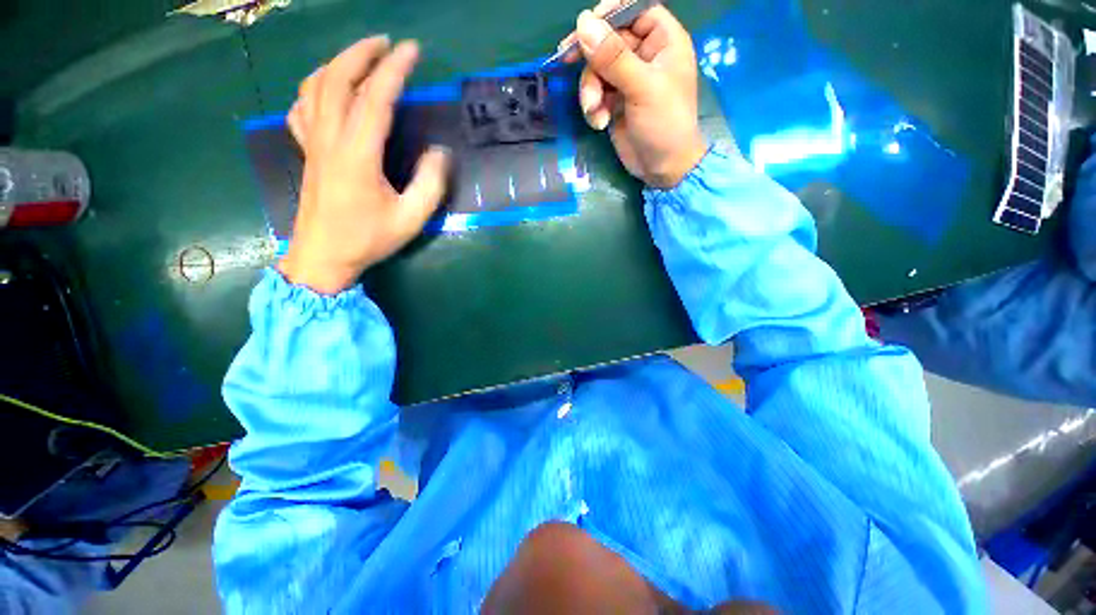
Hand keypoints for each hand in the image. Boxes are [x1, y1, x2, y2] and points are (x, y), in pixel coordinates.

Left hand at [280, 37, 450, 294]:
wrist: (323, 257)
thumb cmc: (368, 239)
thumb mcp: (411, 219)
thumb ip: (430, 184)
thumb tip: (439, 151)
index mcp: (357, 155)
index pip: (376, 99)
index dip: (395, 70)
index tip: (412, 51)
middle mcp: (330, 139)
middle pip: (337, 79)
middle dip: (361, 53)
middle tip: (386, 43)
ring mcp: (313, 143)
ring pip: (315, 87)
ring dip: (337, 63)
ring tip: (360, 57)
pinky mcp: (306, 152)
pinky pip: (302, 107)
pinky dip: (314, 88)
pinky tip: (328, 89)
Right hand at [560, 2, 706, 187]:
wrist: (662, 169)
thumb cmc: (665, 124)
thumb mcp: (642, 87)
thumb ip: (613, 56)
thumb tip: (583, 22)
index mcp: (662, 41)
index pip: (633, 10)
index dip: (609, 15)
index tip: (585, 27)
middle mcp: (644, 55)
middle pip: (607, 41)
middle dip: (592, 63)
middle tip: (569, 62)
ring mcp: (627, 80)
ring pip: (596, 69)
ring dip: (590, 90)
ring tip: (595, 112)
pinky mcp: (615, 102)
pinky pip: (595, 93)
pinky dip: (593, 107)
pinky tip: (599, 122)